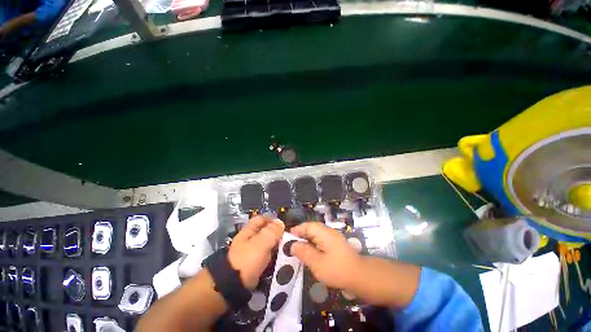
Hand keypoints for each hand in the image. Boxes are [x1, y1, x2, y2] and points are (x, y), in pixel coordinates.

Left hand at [228, 216, 284, 289]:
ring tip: (286, 246)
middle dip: (275, 233)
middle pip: (264, 231)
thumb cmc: (248, 259)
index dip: (272, 219)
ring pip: (266, 242)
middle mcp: (249, 239)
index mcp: (249, 231)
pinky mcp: (254, 262)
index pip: (261, 219)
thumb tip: (280, 222)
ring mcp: (251, 251)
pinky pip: (266, 253)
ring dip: (275, 243)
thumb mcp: (262, 242)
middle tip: (286, 237)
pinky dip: (272, 253)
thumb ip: (272, 231)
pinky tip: (280, 256)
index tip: (283, 225)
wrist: (235, 285)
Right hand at [290, 222, 363, 290]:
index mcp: (325, 234)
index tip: (288, 235)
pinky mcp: (335, 244)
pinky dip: (313, 243)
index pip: (309, 226)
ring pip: (316, 234)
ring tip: (298, 246)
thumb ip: (304, 252)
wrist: (360, 276)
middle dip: (301, 233)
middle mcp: (329, 232)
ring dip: (307, 238)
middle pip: (312, 228)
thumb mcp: (318, 263)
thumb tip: (293, 245)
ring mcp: (333, 238)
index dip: (298, 229)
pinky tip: (310, 251)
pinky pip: (321, 240)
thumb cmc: (337, 270)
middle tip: (291, 241)